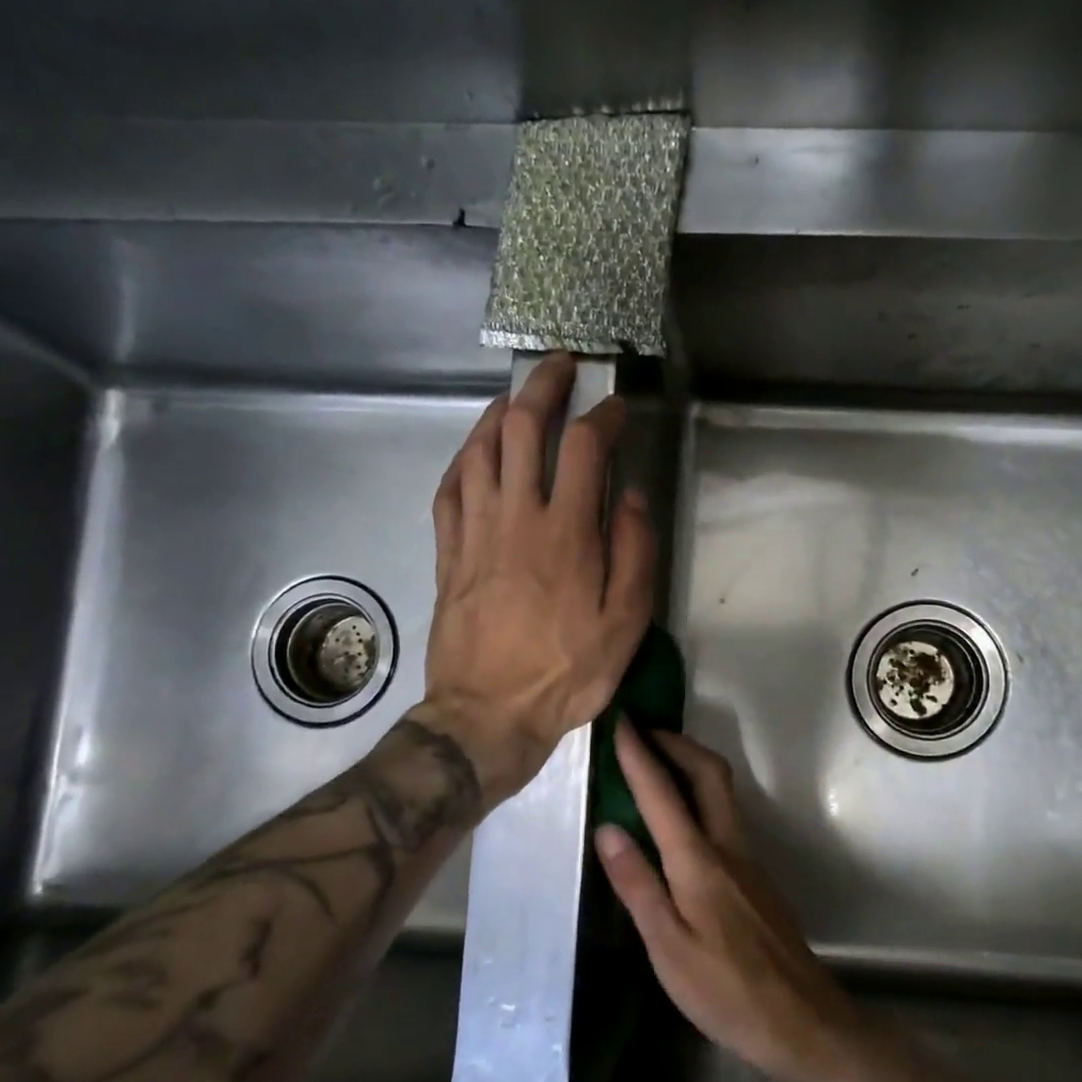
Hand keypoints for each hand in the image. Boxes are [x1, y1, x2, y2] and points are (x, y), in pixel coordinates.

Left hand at [417, 354, 655, 803]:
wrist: (487, 714)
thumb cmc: (566, 672)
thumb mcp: (625, 623)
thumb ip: (633, 553)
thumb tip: (628, 497)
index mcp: (566, 532)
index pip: (584, 448)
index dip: (603, 416)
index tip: (617, 408)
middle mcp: (516, 517)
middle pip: (524, 429)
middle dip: (544, 387)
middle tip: (560, 367)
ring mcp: (474, 531)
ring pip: (480, 449)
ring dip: (501, 413)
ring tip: (519, 398)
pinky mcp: (447, 552)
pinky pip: (450, 488)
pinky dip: (465, 458)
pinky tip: (476, 451)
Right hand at [595, 721, 869, 1081]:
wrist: (800, 1019)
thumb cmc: (725, 990)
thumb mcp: (667, 947)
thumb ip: (638, 884)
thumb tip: (608, 828)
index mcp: (699, 861)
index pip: (663, 794)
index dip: (640, 756)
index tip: (620, 724)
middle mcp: (727, 846)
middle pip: (708, 773)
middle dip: (676, 742)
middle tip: (644, 730)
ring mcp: (747, 858)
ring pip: (721, 791)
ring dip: (690, 764)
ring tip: (657, 761)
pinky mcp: (755, 875)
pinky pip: (724, 814)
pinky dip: (699, 794)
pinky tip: (680, 817)